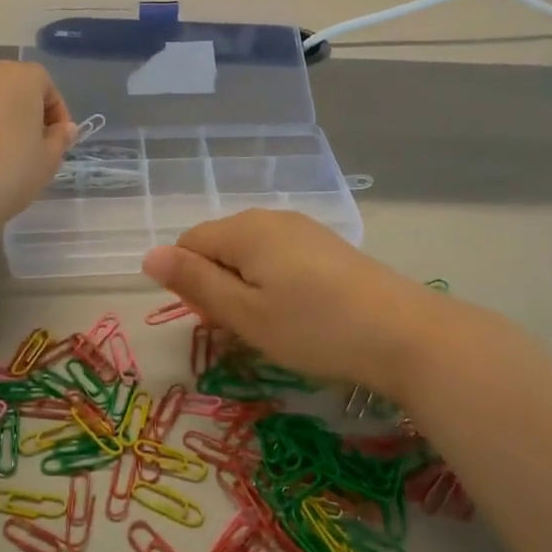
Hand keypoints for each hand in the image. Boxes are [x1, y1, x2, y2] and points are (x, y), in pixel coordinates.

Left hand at [0, 61, 74, 241]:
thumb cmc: (1, 178)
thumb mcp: (45, 165)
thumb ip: (58, 140)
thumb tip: (61, 128)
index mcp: (16, 79)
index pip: (43, 83)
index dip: (54, 112)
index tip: (54, 142)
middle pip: (5, 85)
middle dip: (17, 111)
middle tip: (20, 148)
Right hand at [141, 210, 449, 400]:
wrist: (403, 334)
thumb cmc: (313, 328)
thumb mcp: (244, 313)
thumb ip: (195, 283)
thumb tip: (148, 255)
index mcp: (244, 229)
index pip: (188, 243)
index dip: (190, 284)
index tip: (216, 322)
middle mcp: (272, 218)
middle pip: (220, 246)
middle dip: (219, 285)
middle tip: (245, 329)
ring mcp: (304, 229)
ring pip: (251, 254)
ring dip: (247, 288)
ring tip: (273, 326)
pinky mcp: (328, 246)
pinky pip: (281, 258)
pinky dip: (276, 284)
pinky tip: (301, 314)